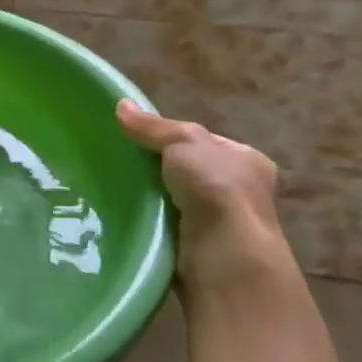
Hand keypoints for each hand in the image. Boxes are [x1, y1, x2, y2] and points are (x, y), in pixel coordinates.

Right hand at [116, 103, 293, 294]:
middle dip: (157, 169)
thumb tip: (120, 105)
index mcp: (247, 161)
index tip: (138, 138)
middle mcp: (240, 193)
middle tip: (122, 163)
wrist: (225, 256)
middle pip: (187, 171)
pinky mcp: (199, 252)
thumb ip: (152, 126)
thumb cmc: (216, 189)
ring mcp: (222, 225)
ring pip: (174, 201)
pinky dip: (148, 222)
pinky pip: (166, 228)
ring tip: (114, 187)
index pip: (203, 142)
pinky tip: (125, 215)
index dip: (172, 137)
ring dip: (150, 198)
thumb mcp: (183, 141)